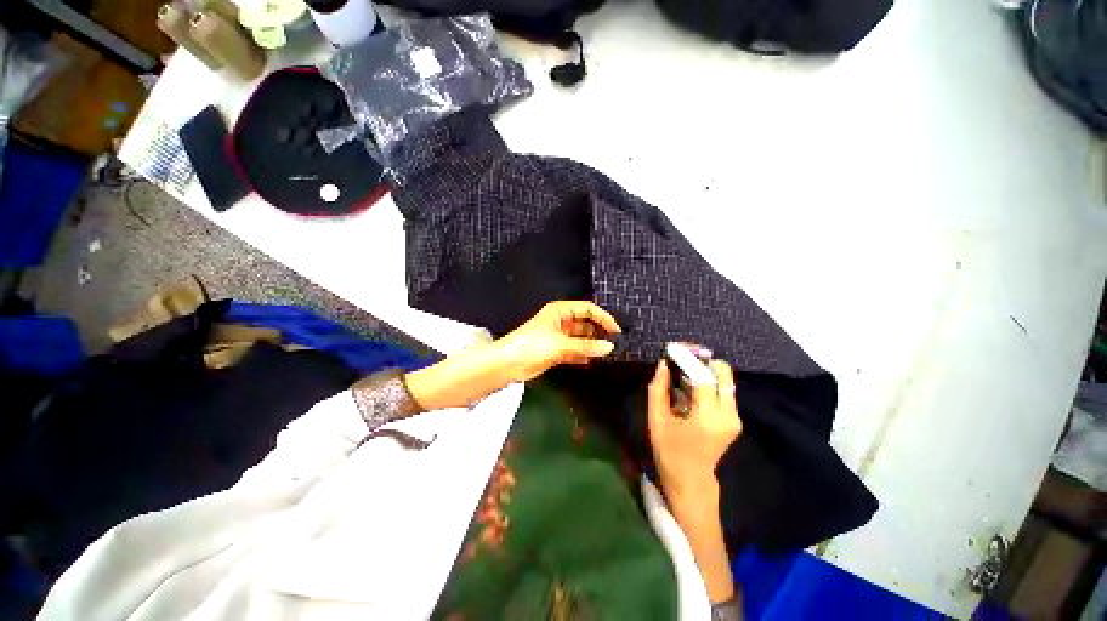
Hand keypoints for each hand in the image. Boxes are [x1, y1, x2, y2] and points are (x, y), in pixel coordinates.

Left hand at [493, 301, 620, 381]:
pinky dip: (583, 355)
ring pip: (581, 338)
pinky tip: (593, 361)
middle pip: (586, 323)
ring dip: (592, 345)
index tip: (616, 330)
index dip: (603, 317)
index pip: (588, 309)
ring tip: (608, 353)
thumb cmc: (531, 346)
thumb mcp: (560, 344)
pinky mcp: (556, 351)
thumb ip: (585, 346)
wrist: (507, 364)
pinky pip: (575, 351)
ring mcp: (559, 337)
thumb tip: (609, 347)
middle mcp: (561, 321)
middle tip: (615, 343)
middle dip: (599, 331)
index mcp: (560, 311)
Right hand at [647, 358, 741, 506]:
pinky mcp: (735, 419)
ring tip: (682, 373)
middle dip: (702, 360)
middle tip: (682, 358)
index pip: (703, 377)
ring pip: (724, 380)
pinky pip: (723, 390)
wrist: (692, 479)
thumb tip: (663, 364)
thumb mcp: (657, 419)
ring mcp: (735, 417)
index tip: (672, 349)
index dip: (688, 359)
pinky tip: (689, 388)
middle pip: (723, 373)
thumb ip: (658, 389)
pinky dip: (708, 383)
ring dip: (704, 371)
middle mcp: (728, 415)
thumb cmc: (669, 451)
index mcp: (707, 417)